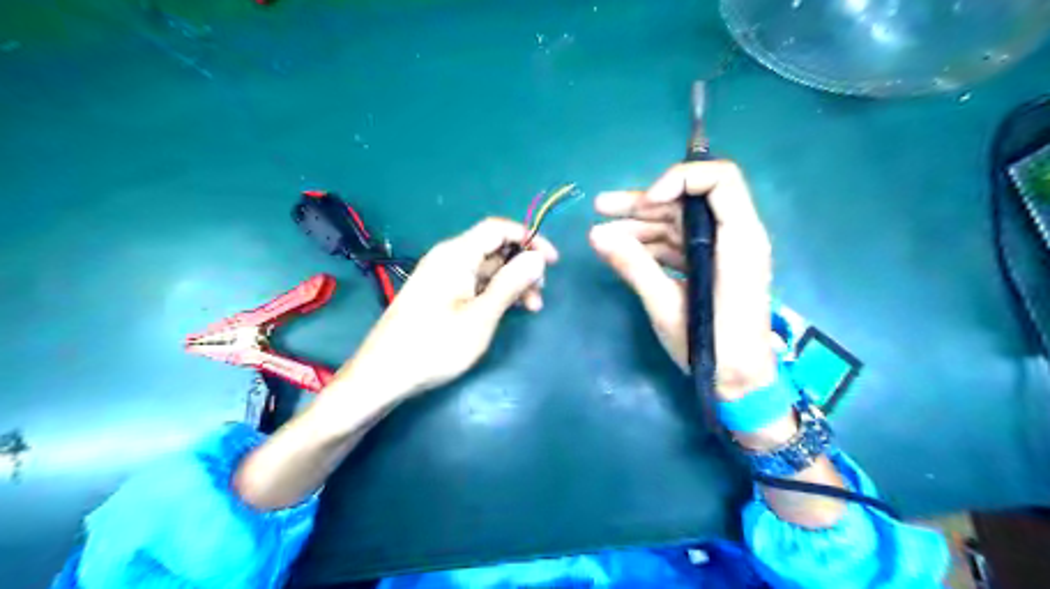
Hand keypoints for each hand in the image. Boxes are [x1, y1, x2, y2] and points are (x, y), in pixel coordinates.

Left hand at [336, 218, 557, 402]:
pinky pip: (474, 283)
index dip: (529, 238)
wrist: (383, 375)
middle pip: (494, 248)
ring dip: (511, 283)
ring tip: (531, 309)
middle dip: (522, 266)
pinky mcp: (438, 294)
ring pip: (486, 268)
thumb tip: (538, 257)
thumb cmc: (435, 345)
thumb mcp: (481, 315)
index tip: (553, 262)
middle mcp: (448, 258)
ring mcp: (442, 277)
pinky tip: (507, 311)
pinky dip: (494, 293)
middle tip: (540, 294)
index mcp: (456, 254)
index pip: (499, 228)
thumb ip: (511, 283)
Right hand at [590, 160, 777, 400]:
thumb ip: (634, 266)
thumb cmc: (712, 347)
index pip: (719, 180)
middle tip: (601, 208)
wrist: (739, 384)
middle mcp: (734, 236)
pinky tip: (621, 251)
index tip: (645, 202)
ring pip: (677, 223)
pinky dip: (649, 246)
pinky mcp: (709, 266)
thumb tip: (595, 235)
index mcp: (739, 239)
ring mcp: (721, 251)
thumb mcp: (668, 306)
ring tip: (601, 235)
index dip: (679, 179)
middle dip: (642, 203)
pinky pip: (677, 244)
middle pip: (688, 201)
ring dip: (639, 226)